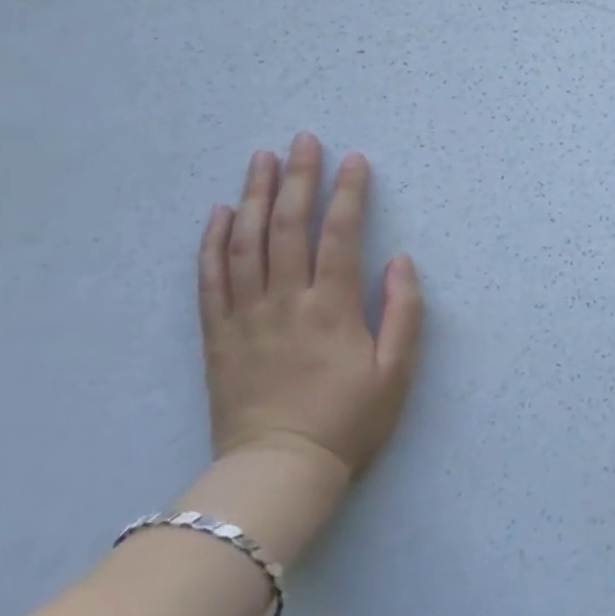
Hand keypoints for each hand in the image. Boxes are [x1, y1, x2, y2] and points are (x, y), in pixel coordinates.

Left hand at [198, 136, 423, 484]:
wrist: (278, 474)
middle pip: (289, 227)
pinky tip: (221, 212)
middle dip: (298, 178)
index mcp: (332, 309)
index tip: (354, 160)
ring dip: (255, 196)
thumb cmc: (348, 422)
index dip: (348, 193)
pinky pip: (210, 280)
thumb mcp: (396, 373)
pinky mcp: (218, 336)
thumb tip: (400, 260)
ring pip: (247, 243)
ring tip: (261, 159)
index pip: (341, 235)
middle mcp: (286, 302)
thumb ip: (404, 313)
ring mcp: (246, 317)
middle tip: (303, 140)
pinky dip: (214, 242)